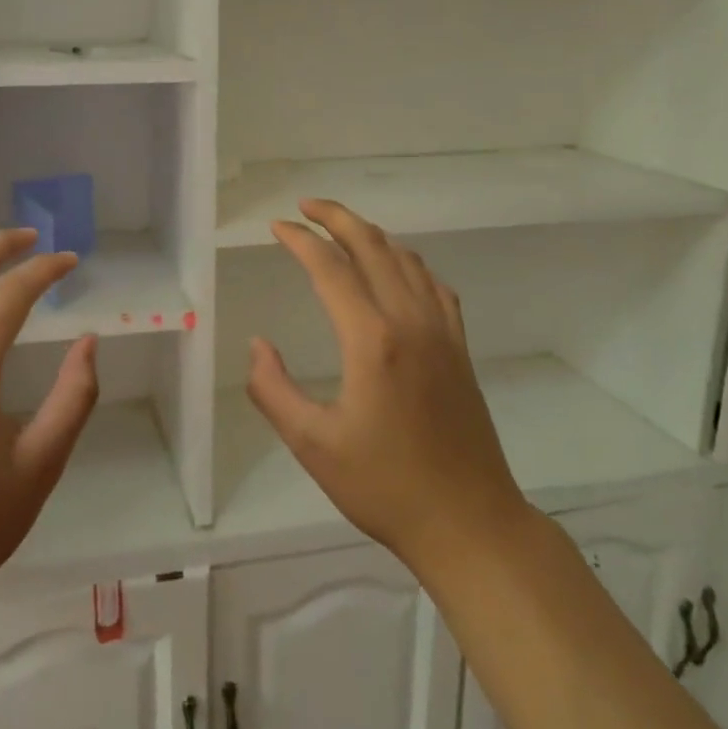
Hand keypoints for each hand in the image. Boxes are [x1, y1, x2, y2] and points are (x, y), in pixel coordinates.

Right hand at [246, 199, 529, 579]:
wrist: (469, 522)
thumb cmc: (384, 486)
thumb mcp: (313, 444)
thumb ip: (274, 390)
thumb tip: (257, 345)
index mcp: (372, 339)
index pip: (330, 268)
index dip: (300, 241)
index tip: (276, 227)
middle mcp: (410, 321)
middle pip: (373, 247)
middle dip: (337, 218)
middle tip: (305, 206)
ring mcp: (442, 332)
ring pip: (407, 260)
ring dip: (372, 235)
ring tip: (342, 230)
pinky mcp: (459, 348)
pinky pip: (434, 285)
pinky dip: (408, 262)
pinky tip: (398, 269)